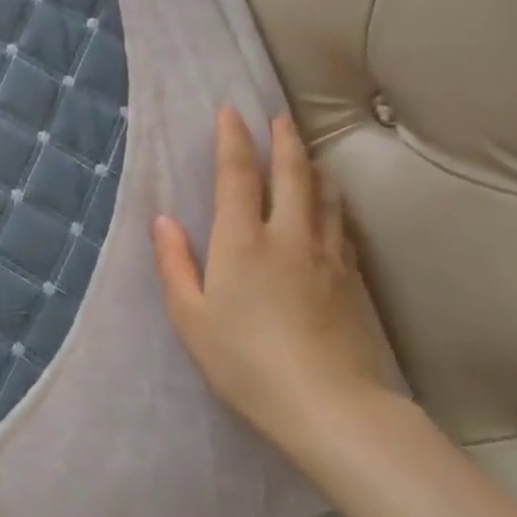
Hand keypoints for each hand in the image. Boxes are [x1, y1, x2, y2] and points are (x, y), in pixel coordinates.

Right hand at [151, 108, 394, 455]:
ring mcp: (327, 256)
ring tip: (306, 154)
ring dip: (312, 167)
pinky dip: (331, 203)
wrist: (330, 405)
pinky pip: (340, 225)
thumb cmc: (245, 363)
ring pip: (324, 195)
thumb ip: (174, 264)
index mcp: (242, 241)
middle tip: (280, 116)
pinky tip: (330, 208)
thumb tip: (163, 220)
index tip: (231, 110)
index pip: (237, 175)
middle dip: (283, 139)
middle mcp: (288, 236)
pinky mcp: (353, 279)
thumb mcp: (191, 318)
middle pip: (291, 173)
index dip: (233, 139)